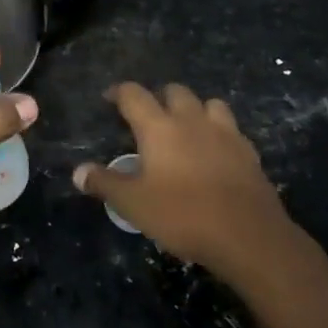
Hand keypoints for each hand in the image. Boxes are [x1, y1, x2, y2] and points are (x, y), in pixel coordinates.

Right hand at [74, 83, 292, 281]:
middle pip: (175, 91)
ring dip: (195, 109)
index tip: (110, 98)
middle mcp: (191, 120)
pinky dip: (220, 133)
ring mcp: (225, 134)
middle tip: (149, 116)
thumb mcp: (134, 204)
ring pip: (209, 103)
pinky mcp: (249, 153)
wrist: (248, 236)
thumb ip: (105, 183)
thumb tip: (78, 172)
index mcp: (159, 127)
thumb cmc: (183, 215)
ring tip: (187, 127)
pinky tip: (216, 152)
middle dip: (159, 97)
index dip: (119, 92)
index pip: (134, 95)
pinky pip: (232, 130)